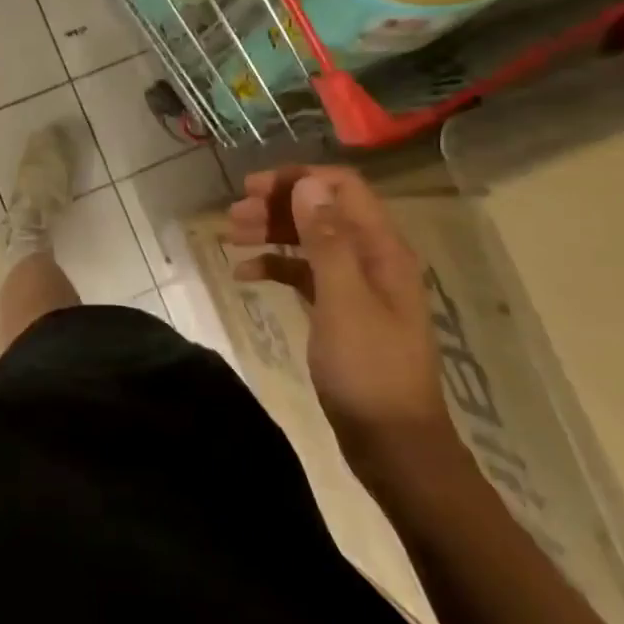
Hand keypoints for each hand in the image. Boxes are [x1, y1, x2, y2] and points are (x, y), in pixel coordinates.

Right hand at [226, 166, 456, 473]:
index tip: (253, 189)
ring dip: (271, 232)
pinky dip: (275, 266)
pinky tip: (245, 274)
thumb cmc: (368, 369)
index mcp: (381, 248)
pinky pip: (303, 272)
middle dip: (277, 206)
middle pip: (321, 210)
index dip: (298, 180)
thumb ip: (327, 240)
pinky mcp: (339, 308)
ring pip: (309, 239)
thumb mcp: (344, 300)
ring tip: (231, 236)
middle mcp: (371, 257)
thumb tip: (308, 185)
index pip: (342, 188)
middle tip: (234, 216)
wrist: (392, 443)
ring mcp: (355, 283)